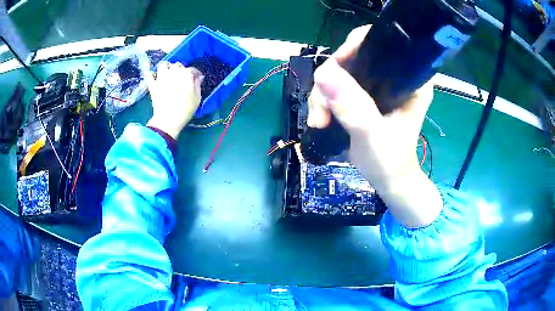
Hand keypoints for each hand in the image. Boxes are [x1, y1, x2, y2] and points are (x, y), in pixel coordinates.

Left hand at [146, 61, 203, 138]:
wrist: (168, 119)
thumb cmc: (186, 109)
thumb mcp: (197, 98)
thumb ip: (198, 85)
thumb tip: (199, 77)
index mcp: (186, 74)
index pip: (192, 69)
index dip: (195, 73)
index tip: (197, 78)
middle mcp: (173, 72)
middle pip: (178, 65)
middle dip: (181, 69)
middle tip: (182, 77)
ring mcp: (161, 78)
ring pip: (163, 65)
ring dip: (166, 67)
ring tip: (168, 73)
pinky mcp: (153, 85)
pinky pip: (149, 75)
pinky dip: (151, 74)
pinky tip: (153, 75)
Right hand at [308, 25, 441, 227]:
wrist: (388, 181)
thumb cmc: (389, 161)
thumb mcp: (373, 134)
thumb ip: (353, 106)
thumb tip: (323, 73)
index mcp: (409, 78)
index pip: (380, 43)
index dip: (353, 47)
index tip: (334, 69)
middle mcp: (393, 75)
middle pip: (352, 57)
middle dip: (330, 81)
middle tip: (321, 109)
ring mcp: (377, 85)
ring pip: (339, 73)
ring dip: (322, 95)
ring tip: (318, 121)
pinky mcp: (363, 96)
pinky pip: (335, 87)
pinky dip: (323, 101)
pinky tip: (319, 119)